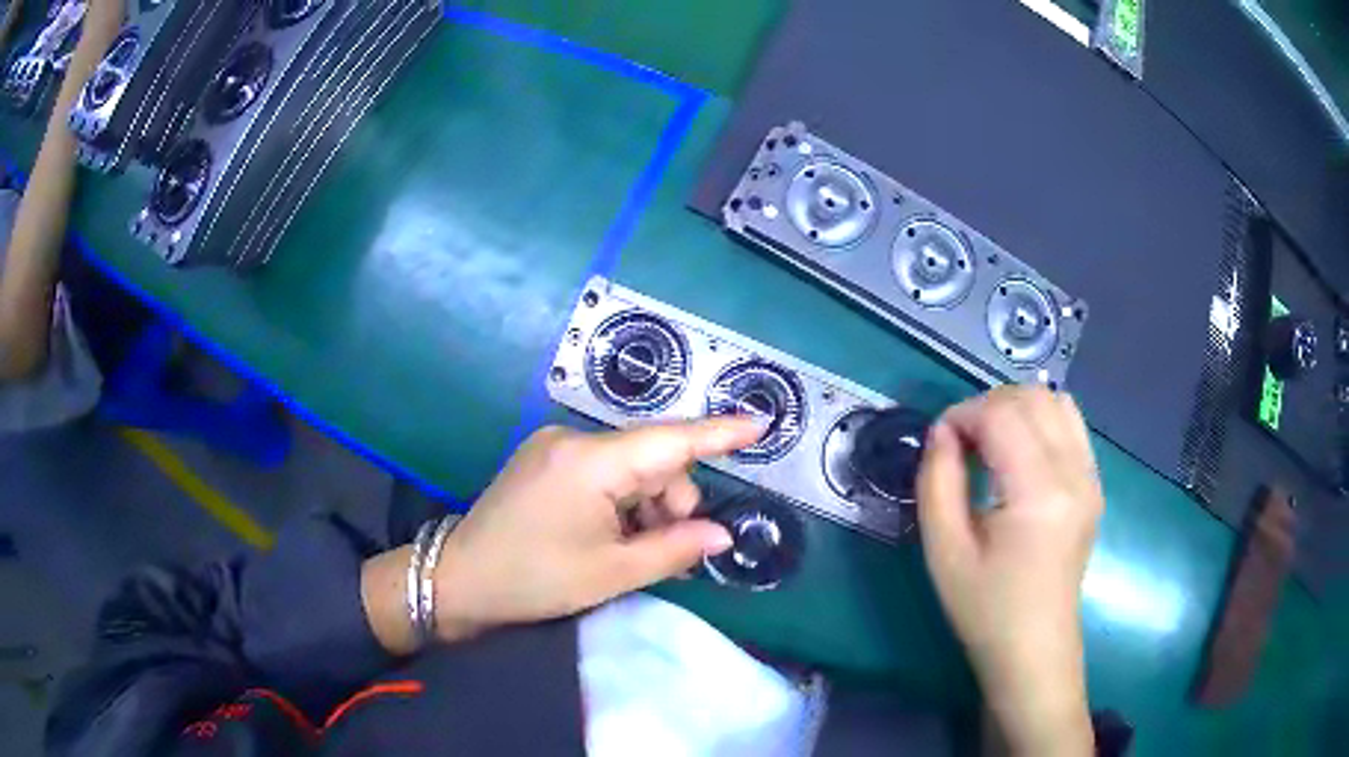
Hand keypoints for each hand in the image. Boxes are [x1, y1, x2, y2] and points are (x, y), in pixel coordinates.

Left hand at [431, 417, 763, 639]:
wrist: (459, 579)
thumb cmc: (534, 579)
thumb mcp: (611, 573)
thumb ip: (674, 549)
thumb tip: (721, 535)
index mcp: (590, 461)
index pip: (669, 440)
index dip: (718, 433)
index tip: (760, 424)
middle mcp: (573, 439)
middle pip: (651, 460)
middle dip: (671, 502)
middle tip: (665, 552)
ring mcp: (555, 446)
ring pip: (629, 468)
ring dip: (645, 506)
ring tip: (628, 551)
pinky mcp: (545, 459)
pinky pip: (603, 472)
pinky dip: (620, 502)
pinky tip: (608, 536)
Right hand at [917, 386, 1102, 755]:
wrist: (1034, 648)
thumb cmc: (985, 609)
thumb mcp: (944, 551)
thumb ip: (937, 481)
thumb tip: (942, 431)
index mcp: (1039, 493)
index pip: (1003, 414)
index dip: (962, 414)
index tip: (939, 443)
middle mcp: (1075, 473)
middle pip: (1032, 397)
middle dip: (987, 406)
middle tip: (960, 445)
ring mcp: (1091, 476)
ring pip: (1056, 401)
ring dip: (1016, 408)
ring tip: (990, 444)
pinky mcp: (1094, 483)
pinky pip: (1071, 423)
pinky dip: (1040, 419)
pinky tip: (1019, 453)